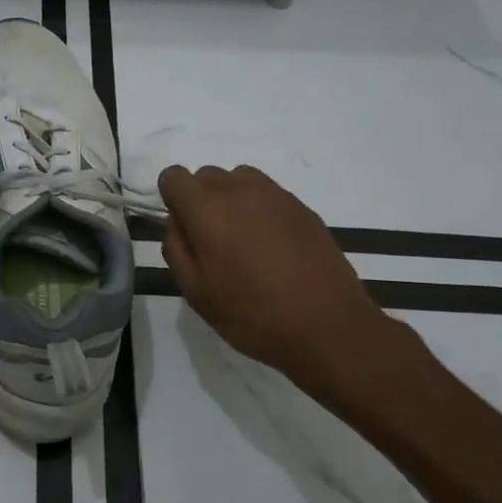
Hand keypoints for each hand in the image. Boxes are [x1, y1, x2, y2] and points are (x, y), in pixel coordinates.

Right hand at [157, 164, 402, 406]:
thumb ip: (176, 249)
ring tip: (243, 240)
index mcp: (206, 208)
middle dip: (202, 200)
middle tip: (213, 242)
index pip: (174, 176)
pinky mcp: (302, 206)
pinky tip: (272, 247)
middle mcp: (238, 189)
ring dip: (232, 200)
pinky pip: (267, 194)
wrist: (329, 326)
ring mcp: (275, 194)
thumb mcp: (196, 292)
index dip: (172, 199)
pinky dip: (260, 210)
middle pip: (206, 176)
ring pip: (238, 180)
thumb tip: (178, 222)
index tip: (184, 230)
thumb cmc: (252, 314)